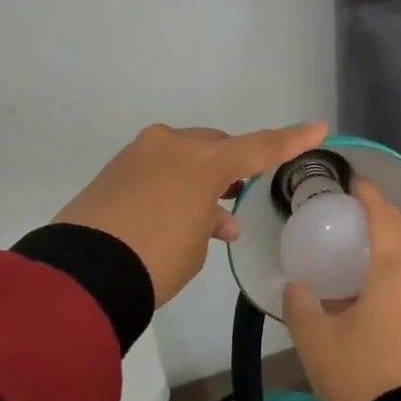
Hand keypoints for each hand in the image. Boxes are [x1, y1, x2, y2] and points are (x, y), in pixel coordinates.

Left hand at [55, 122, 328, 306]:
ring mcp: (140, 153)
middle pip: (216, 146)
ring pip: (184, 155)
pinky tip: (174, 211)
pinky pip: (158, 167)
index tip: (318, 128)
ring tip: (209, 215)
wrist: (82, 273)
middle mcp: (173, 145)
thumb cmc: (156, 260)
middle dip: (230, 166)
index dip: (291, 140)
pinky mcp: (115, 167)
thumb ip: (210, 221)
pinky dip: (172, 183)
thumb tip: (211, 217)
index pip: (260, 147)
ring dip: (199, 178)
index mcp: (204, 160)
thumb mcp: (196, 245)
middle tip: (238, 194)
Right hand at [284, 179, 400, 400]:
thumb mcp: (314, 339)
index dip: (372, 196)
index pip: (388, 221)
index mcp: (395, 277)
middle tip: (377, 235)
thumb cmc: (357, 375)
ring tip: (377, 270)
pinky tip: (383, 305)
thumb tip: (297, 286)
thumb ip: (301, 305)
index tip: (357, 183)